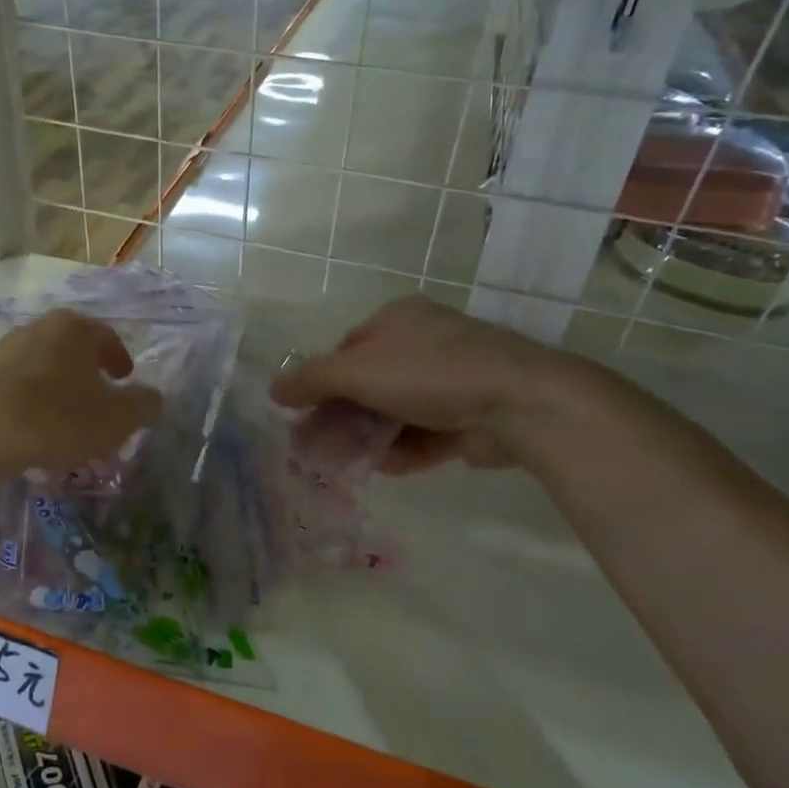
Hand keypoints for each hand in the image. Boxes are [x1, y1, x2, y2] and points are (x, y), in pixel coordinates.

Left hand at [0, 311, 161, 477]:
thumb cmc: (59, 417)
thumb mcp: (117, 419)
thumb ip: (143, 405)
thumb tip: (154, 397)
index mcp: (76, 327)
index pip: (107, 337)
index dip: (120, 360)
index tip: (126, 380)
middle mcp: (39, 328)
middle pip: (73, 349)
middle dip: (88, 373)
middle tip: (99, 399)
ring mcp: (5, 349)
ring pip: (44, 367)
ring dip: (59, 388)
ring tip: (67, 420)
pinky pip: (18, 387)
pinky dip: (33, 403)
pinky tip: (35, 430)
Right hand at [270, 295, 585, 472]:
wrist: (516, 402)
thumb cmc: (427, 372)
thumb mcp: (356, 369)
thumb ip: (310, 380)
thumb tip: (273, 389)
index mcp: (398, 319)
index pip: (346, 350)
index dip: (321, 382)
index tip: (303, 416)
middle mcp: (424, 344)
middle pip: (368, 384)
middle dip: (339, 417)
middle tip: (313, 449)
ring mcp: (450, 382)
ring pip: (394, 412)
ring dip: (367, 438)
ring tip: (342, 466)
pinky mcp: (469, 416)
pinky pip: (424, 434)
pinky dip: (402, 450)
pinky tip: (383, 468)